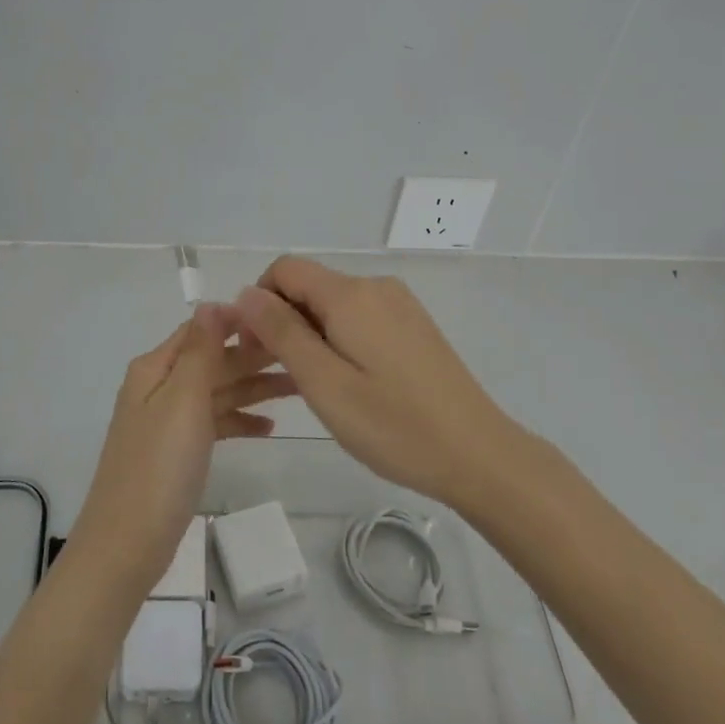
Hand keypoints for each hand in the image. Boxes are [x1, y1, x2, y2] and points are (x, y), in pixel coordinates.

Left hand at [68, 310, 293, 591]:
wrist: (126, 546)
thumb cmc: (158, 467)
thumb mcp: (182, 400)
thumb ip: (200, 350)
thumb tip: (212, 302)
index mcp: (156, 368)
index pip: (201, 329)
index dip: (238, 321)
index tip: (282, 319)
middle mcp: (160, 386)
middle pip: (213, 360)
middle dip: (254, 356)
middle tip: (303, 353)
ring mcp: (168, 421)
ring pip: (218, 392)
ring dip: (254, 388)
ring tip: (301, 388)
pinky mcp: (177, 452)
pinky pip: (214, 423)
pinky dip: (239, 420)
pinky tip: (269, 427)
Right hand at [229, 257, 531, 509]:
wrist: (478, 454)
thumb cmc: (394, 425)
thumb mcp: (325, 384)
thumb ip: (282, 333)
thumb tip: (246, 293)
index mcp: (350, 294)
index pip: (284, 270)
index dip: (259, 302)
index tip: (256, 349)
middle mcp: (375, 286)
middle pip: (309, 285)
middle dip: (284, 321)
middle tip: (285, 378)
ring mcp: (399, 304)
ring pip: (334, 304)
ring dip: (311, 333)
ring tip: (321, 388)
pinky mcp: (413, 324)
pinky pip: (360, 316)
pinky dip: (340, 338)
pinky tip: (353, 382)